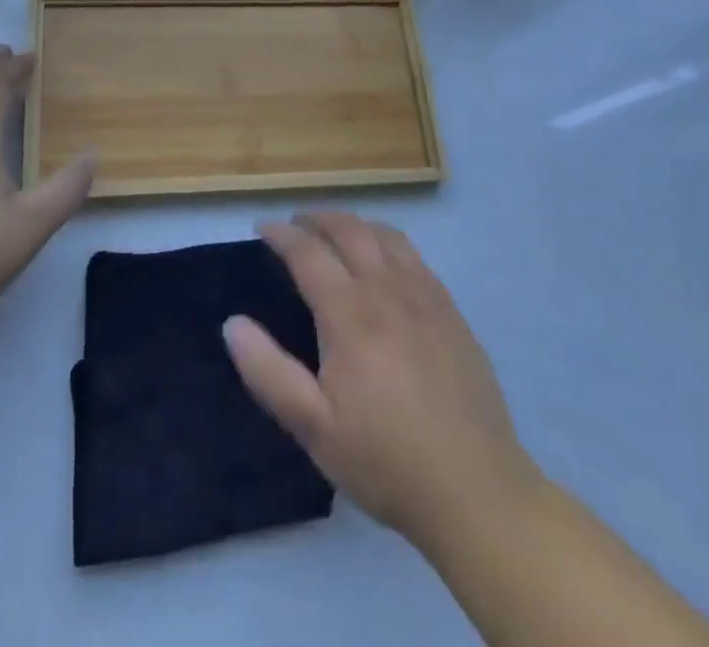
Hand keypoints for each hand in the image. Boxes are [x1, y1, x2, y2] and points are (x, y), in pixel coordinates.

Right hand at [223, 212, 538, 550]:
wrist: (476, 490)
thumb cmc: (385, 460)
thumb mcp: (314, 428)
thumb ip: (268, 372)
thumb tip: (232, 323)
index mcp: (350, 314)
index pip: (308, 252)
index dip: (282, 234)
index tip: (262, 229)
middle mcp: (388, 290)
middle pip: (349, 230)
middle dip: (317, 219)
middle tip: (296, 224)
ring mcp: (425, 297)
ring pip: (385, 235)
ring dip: (354, 223)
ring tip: (336, 232)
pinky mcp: (451, 312)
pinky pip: (414, 256)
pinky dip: (387, 241)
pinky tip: (385, 262)